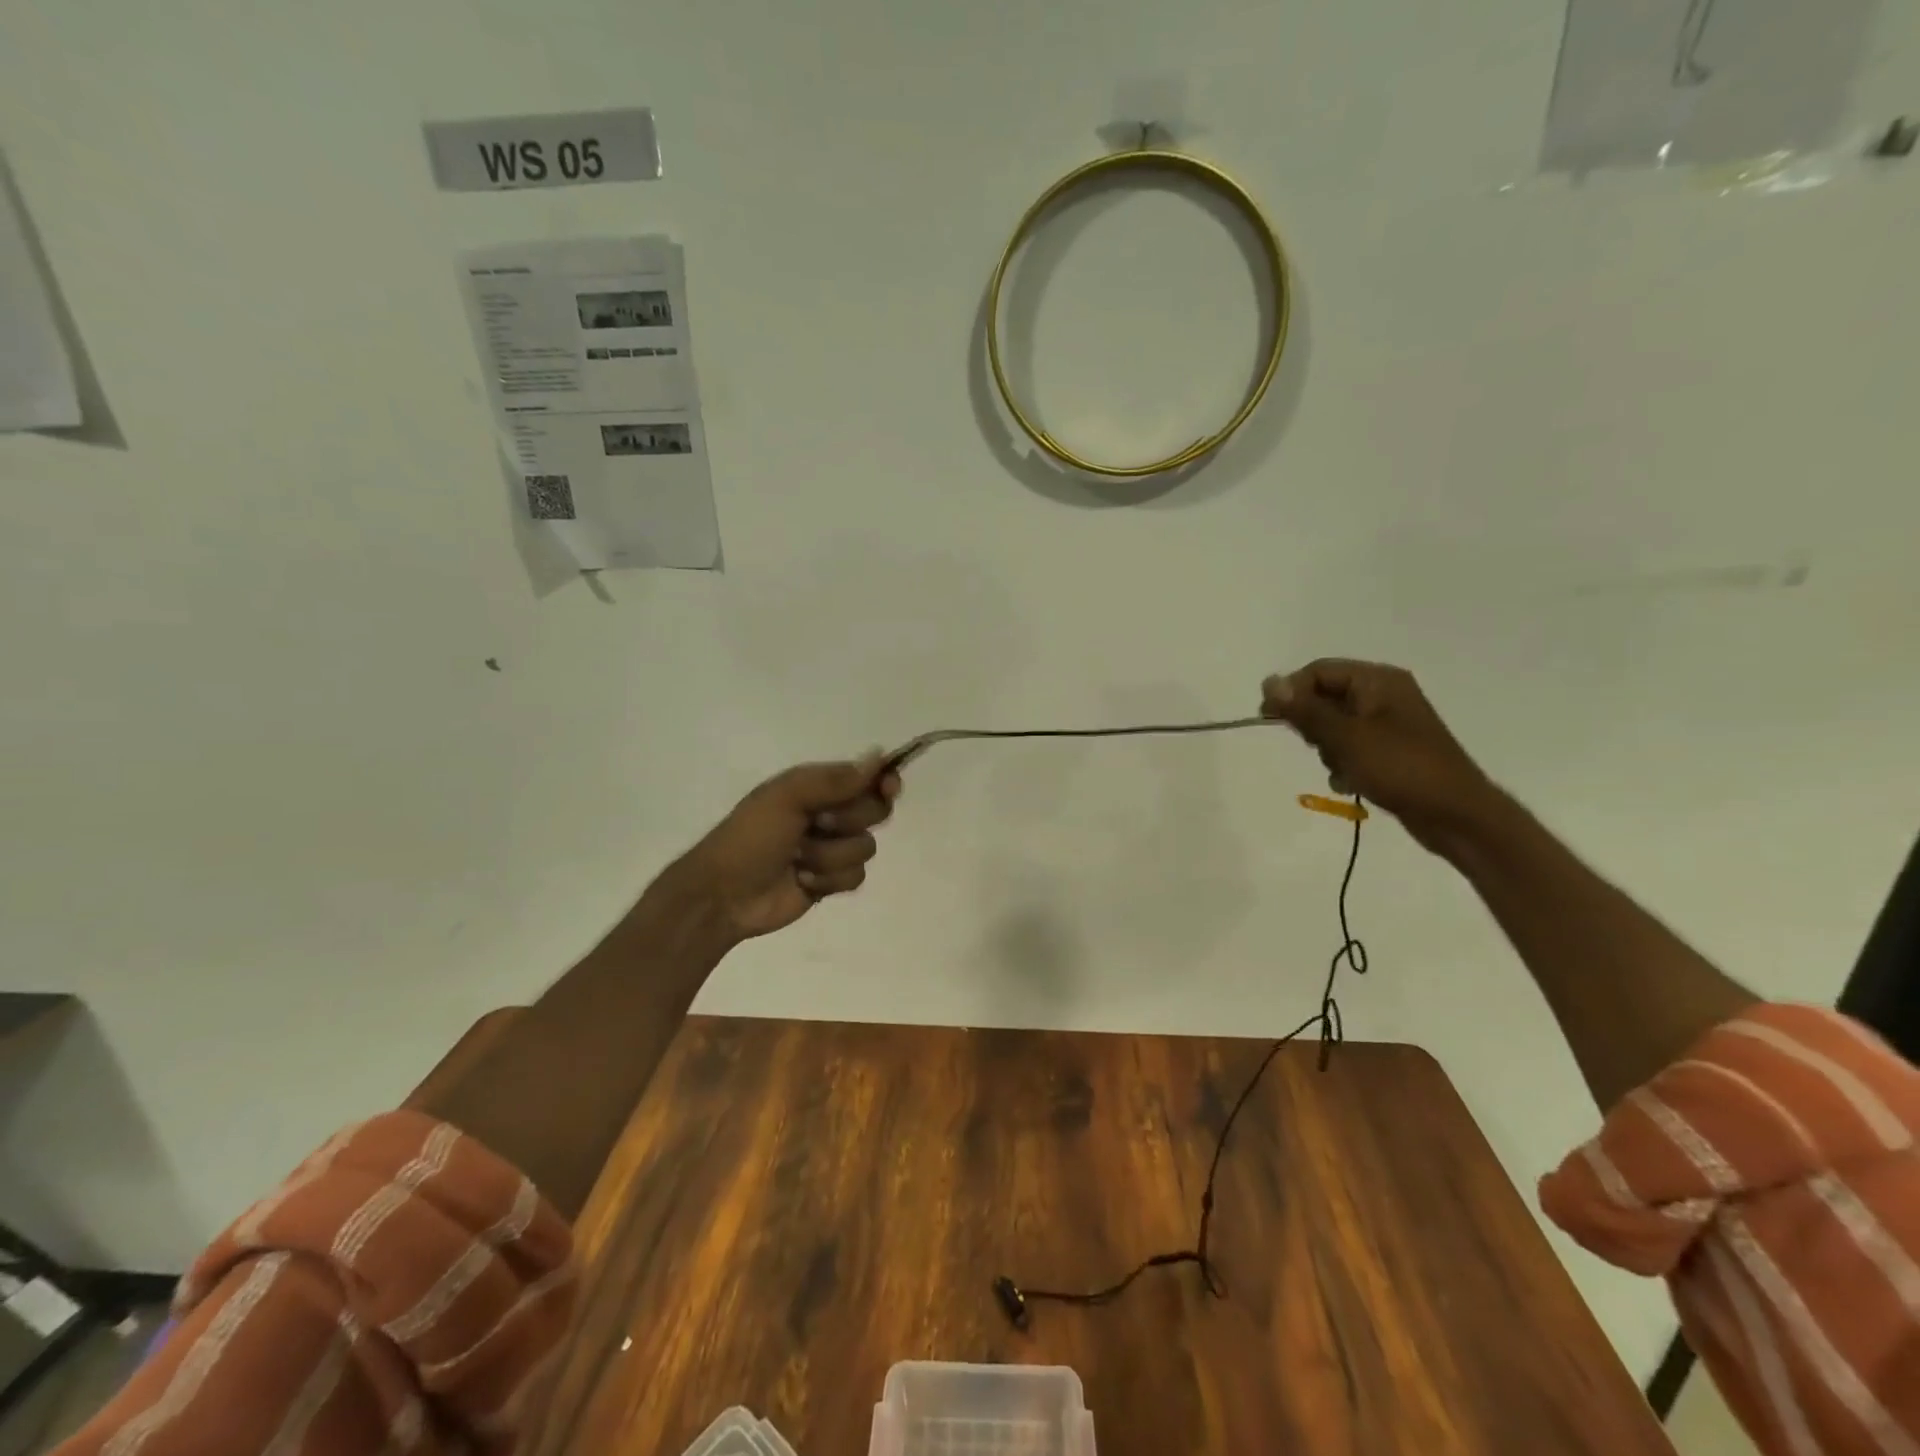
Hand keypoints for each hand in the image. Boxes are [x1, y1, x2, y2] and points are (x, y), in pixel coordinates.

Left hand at [674, 753, 901, 942]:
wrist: (725, 894)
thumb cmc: (751, 836)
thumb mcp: (788, 797)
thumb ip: (835, 779)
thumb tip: (879, 756)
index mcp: (818, 787)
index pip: (867, 777)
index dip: (883, 782)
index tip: (888, 788)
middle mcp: (831, 813)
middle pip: (875, 811)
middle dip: (849, 821)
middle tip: (818, 824)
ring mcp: (832, 849)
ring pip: (866, 848)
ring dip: (830, 856)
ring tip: (798, 859)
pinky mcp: (832, 881)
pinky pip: (856, 877)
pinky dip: (829, 880)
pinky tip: (802, 881)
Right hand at [1261, 659, 1492, 853]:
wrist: (1455, 815)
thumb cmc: (1400, 768)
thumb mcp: (1345, 737)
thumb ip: (1305, 709)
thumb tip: (1269, 681)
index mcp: (1378, 680)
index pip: (1318, 672)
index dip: (1291, 692)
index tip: (1270, 719)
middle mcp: (1384, 694)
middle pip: (1325, 696)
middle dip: (1312, 724)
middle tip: (1316, 747)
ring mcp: (1388, 723)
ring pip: (1334, 724)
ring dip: (1326, 747)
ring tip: (1339, 768)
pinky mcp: (1390, 749)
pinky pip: (1351, 746)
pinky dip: (1342, 762)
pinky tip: (1347, 781)